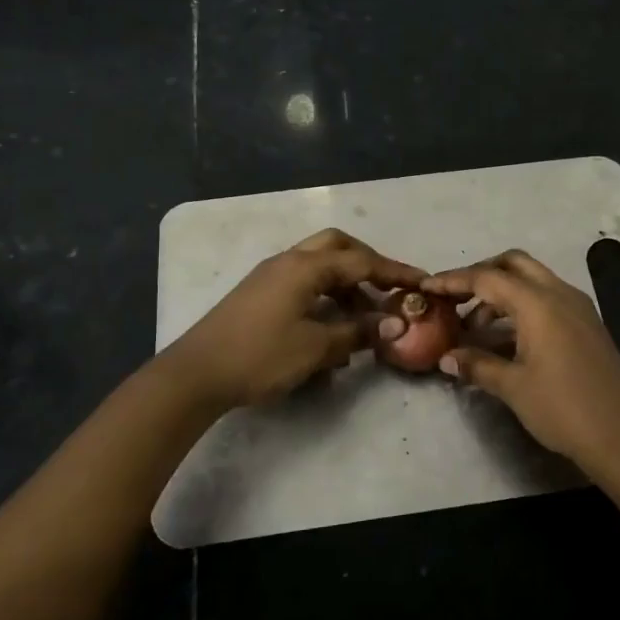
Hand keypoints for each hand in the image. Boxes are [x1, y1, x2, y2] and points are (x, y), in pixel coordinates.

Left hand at [161, 229, 424, 413]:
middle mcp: (289, 261)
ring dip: (346, 282)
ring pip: (319, 264)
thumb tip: (394, 324)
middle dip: (368, 264)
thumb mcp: (316, 348)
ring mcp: (270, 275)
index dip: (395, 272)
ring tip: (363, 316)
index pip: (362, 261)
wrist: (196, 374)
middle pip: (338, 246)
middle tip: (388, 289)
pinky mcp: (259, 293)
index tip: (423, 281)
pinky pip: (303, 281)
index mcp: (305, 267)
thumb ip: (357, 332)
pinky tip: (330, 326)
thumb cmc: (260, 356)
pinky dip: (324, 294)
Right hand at [423, 250, 619, 479]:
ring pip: (532, 280)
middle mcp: (560, 294)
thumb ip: (477, 365)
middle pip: (513, 264)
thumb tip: (446, 358)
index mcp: (538, 303)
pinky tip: (506, 339)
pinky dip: (522, 307)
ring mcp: (578, 308)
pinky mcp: (587, 324)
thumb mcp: (513, 387)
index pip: (487, 278)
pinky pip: (547, 299)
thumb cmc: (563, 409)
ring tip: (475, 328)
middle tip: (455, 298)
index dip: (453, 280)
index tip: (426, 286)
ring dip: (501, 293)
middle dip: (481, 274)